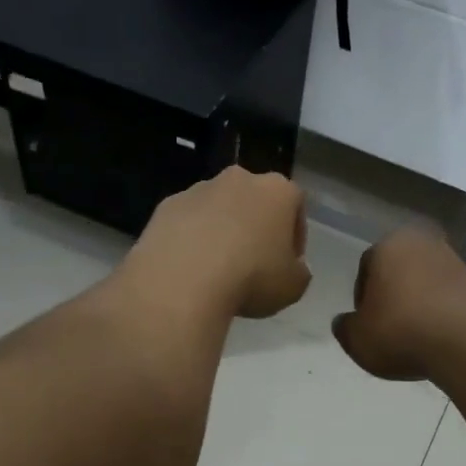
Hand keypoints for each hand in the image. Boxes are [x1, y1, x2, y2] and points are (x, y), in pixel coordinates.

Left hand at [122, 166, 311, 320]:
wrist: (183, 280)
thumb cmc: (251, 278)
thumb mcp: (293, 287)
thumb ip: (299, 272)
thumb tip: (292, 268)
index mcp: (277, 190)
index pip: (296, 206)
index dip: (295, 237)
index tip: (288, 263)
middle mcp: (239, 179)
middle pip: (255, 202)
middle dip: (256, 227)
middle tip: (254, 264)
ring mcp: (199, 189)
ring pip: (219, 209)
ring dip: (222, 232)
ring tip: (218, 269)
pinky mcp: (167, 205)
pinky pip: (188, 222)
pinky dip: (192, 239)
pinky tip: (191, 268)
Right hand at [332, 227, 465, 380]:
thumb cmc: (402, 332)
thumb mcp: (357, 339)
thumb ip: (345, 328)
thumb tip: (344, 322)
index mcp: (390, 245)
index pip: (366, 267)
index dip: (363, 298)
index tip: (367, 324)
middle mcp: (425, 243)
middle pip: (400, 272)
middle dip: (394, 296)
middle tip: (390, 329)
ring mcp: (458, 262)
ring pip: (428, 283)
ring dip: (421, 304)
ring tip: (418, 338)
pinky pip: (453, 299)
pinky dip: (446, 314)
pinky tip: (443, 340)